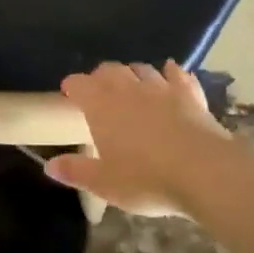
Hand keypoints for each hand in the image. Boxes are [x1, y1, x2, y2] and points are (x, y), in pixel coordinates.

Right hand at [45, 61, 228, 216]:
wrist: (203, 171)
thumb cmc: (146, 179)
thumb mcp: (104, 183)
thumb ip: (76, 171)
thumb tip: (49, 166)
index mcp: (102, 106)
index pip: (80, 84)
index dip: (72, 86)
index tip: (69, 92)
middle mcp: (129, 89)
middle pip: (109, 70)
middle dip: (101, 76)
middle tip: (98, 89)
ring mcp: (161, 88)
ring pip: (142, 69)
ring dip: (133, 73)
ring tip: (132, 83)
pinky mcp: (190, 94)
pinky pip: (178, 75)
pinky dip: (171, 73)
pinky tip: (171, 73)